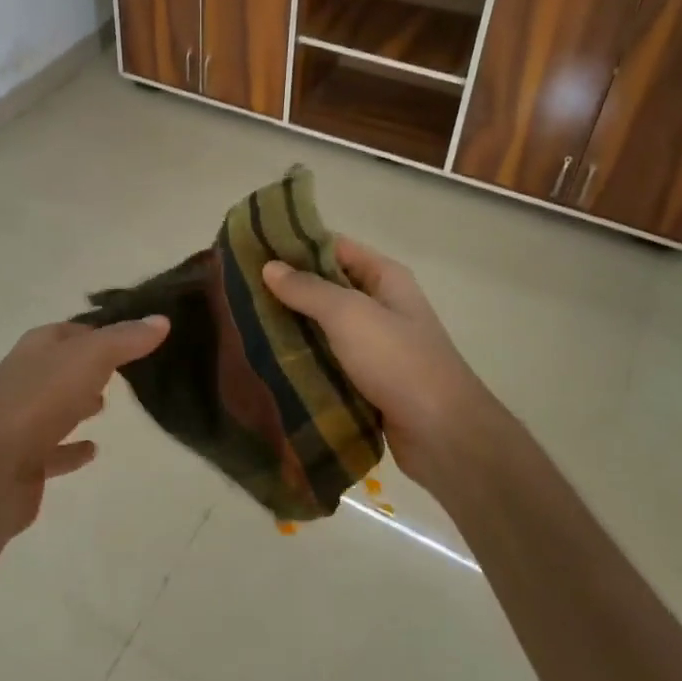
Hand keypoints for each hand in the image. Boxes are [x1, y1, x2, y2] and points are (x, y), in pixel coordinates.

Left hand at [0, 316, 169, 537]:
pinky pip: (53, 450)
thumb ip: (125, 339)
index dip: (103, 329)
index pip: (73, 330)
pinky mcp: (23, 461)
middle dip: (90, 365)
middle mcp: (25, 378)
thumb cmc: (37, 402)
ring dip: (78, 403)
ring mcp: (20, 421)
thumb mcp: (89, 358)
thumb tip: (161, 319)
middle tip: (126, 369)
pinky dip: (72, 448)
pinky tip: (92, 450)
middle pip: (62, 366)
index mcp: (37, 348)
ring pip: (56, 405)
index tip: (136, 335)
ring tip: (108, 404)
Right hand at [262, 237, 514, 497]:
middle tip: (239, 289)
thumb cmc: (398, 361)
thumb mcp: (349, 314)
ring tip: (243, 323)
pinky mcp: (367, 380)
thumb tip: (269, 266)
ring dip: (291, 326)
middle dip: (287, 289)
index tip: (252, 249)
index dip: (296, 245)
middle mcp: (381, 306)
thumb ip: (308, 289)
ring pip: (323, 327)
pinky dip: (303, 359)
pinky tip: (267, 361)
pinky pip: (327, 360)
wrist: (442, 434)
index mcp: (385, 278)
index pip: (334, 247)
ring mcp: (375, 345)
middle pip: (326, 287)